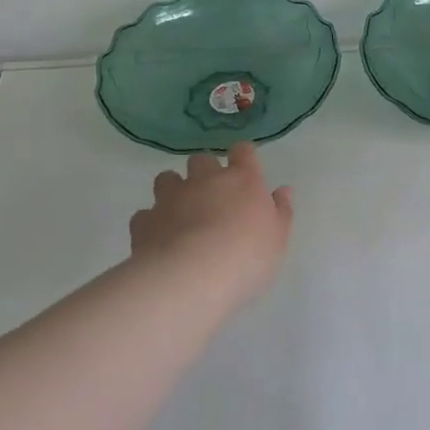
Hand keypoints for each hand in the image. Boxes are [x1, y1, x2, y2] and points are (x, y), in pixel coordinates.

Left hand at [129, 143, 294, 295]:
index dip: (243, 156)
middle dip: (204, 171)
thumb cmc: (247, 256)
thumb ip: (281, 211)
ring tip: (179, 212)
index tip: (245, 167)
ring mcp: (171, 198)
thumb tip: (283, 190)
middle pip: (201, 160)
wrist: (193, 277)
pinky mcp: (145, 221)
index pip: (243, 152)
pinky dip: (151, 222)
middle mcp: (205, 180)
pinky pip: (145, 214)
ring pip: (167, 178)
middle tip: (211, 194)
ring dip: (173, 189)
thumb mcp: (278, 238)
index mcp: (242, 180)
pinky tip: (158, 239)